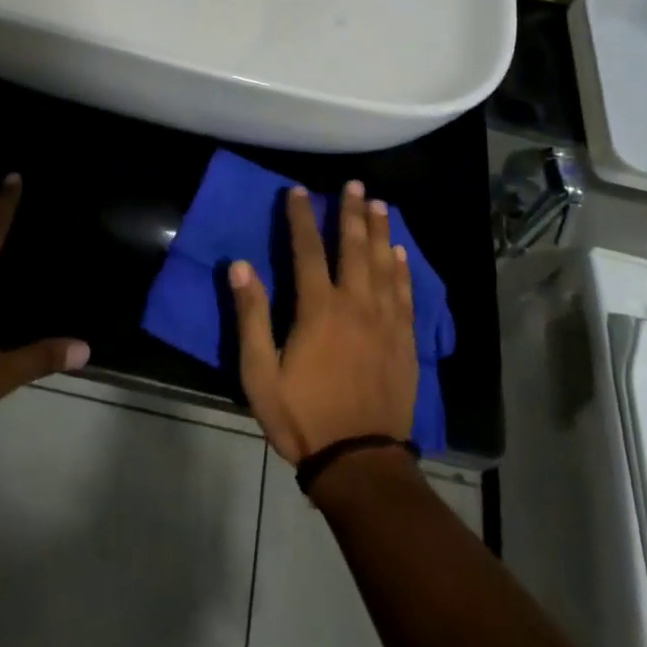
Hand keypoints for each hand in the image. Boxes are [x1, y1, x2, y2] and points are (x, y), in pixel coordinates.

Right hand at [228, 182, 417, 464]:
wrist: (359, 461)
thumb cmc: (303, 416)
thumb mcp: (260, 373)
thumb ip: (252, 316)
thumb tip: (241, 265)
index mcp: (319, 308)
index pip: (307, 249)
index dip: (301, 217)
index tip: (298, 190)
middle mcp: (356, 304)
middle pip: (354, 247)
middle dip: (352, 212)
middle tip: (354, 184)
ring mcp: (385, 321)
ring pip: (385, 264)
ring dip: (380, 231)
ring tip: (379, 204)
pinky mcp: (405, 341)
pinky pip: (406, 294)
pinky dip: (403, 270)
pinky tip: (400, 253)